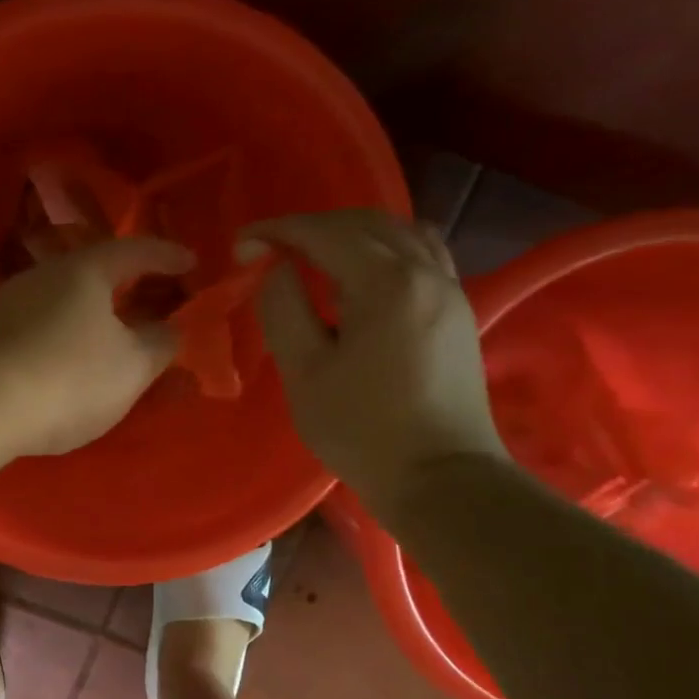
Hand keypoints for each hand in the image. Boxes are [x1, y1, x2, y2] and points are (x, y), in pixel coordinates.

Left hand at [0, 236, 194, 456]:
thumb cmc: (69, 377)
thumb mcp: (132, 367)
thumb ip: (160, 344)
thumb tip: (168, 329)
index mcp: (85, 270)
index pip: (136, 250)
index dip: (168, 257)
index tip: (192, 263)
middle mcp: (42, 276)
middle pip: (94, 274)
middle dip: (128, 288)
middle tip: (155, 304)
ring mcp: (7, 305)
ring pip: (62, 303)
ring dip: (92, 316)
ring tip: (112, 339)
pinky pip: (38, 329)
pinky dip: (63, 338)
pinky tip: (66, 362)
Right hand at [241, 211, 506, 524]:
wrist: (439, 475)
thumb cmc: (361, 429)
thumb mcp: (304, 372)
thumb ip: (284, 309)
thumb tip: (278, 270)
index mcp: (386, 283)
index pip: (325, 233)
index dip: (278, 231)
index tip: (241, 245)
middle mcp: (425, 271)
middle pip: (365, 224)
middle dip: (312, 227)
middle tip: (270, 249)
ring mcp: (450, 289)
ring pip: (399, 234)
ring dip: (351, 234)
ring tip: (314, 257)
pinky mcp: (457, 311)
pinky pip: (421, 256)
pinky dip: (384, 250)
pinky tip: (362, 279)